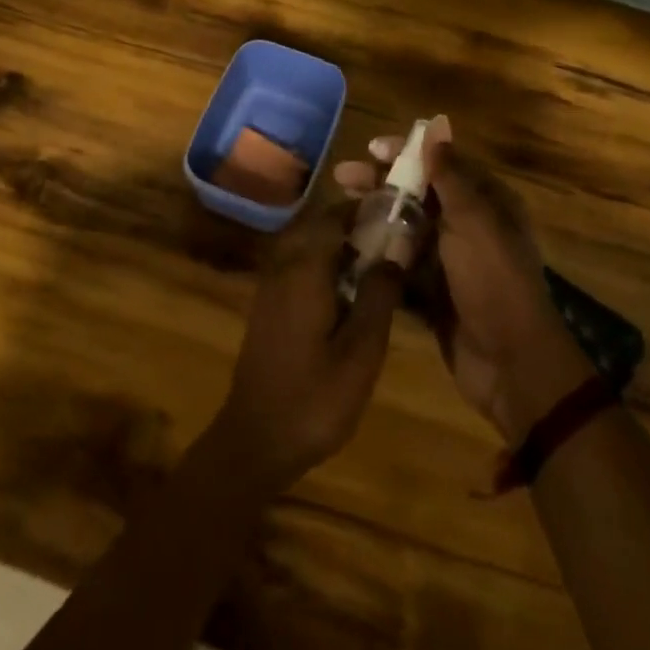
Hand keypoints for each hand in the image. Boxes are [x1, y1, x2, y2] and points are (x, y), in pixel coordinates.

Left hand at [207, 203, 404, 493]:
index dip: (362, 209)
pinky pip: (297, 270)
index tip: (393, 211)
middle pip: (318, 229)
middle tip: (390, 239)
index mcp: (304, 270)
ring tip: (375, 265)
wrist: (256, 439)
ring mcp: (270, 288)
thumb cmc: (314, 398)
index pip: (332, 218)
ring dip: (338, 248)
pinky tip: (346, 295)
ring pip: (306, 248)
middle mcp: (282, 268)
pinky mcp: (267, 307)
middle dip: (352, 227)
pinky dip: (322, 268)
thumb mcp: (361, 352)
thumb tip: (394, 253)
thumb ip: (379, 297)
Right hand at [335, 116, 587, 443]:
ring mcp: (448, 260)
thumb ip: (451, 175)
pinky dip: (378, 256)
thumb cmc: (493, 281)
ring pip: (405, 228)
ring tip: (339, 211)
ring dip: (375, 217)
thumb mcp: (474, 221)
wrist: (510, 363)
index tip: (371, 149)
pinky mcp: (432, 292)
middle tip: (342, 178)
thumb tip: (435, 128)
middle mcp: (468, 225)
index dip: (406, 152)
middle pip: (418, 193)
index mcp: (486, 202)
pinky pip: (400, 265)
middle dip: (381, 183)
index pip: (441, 163)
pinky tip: (346, 250)